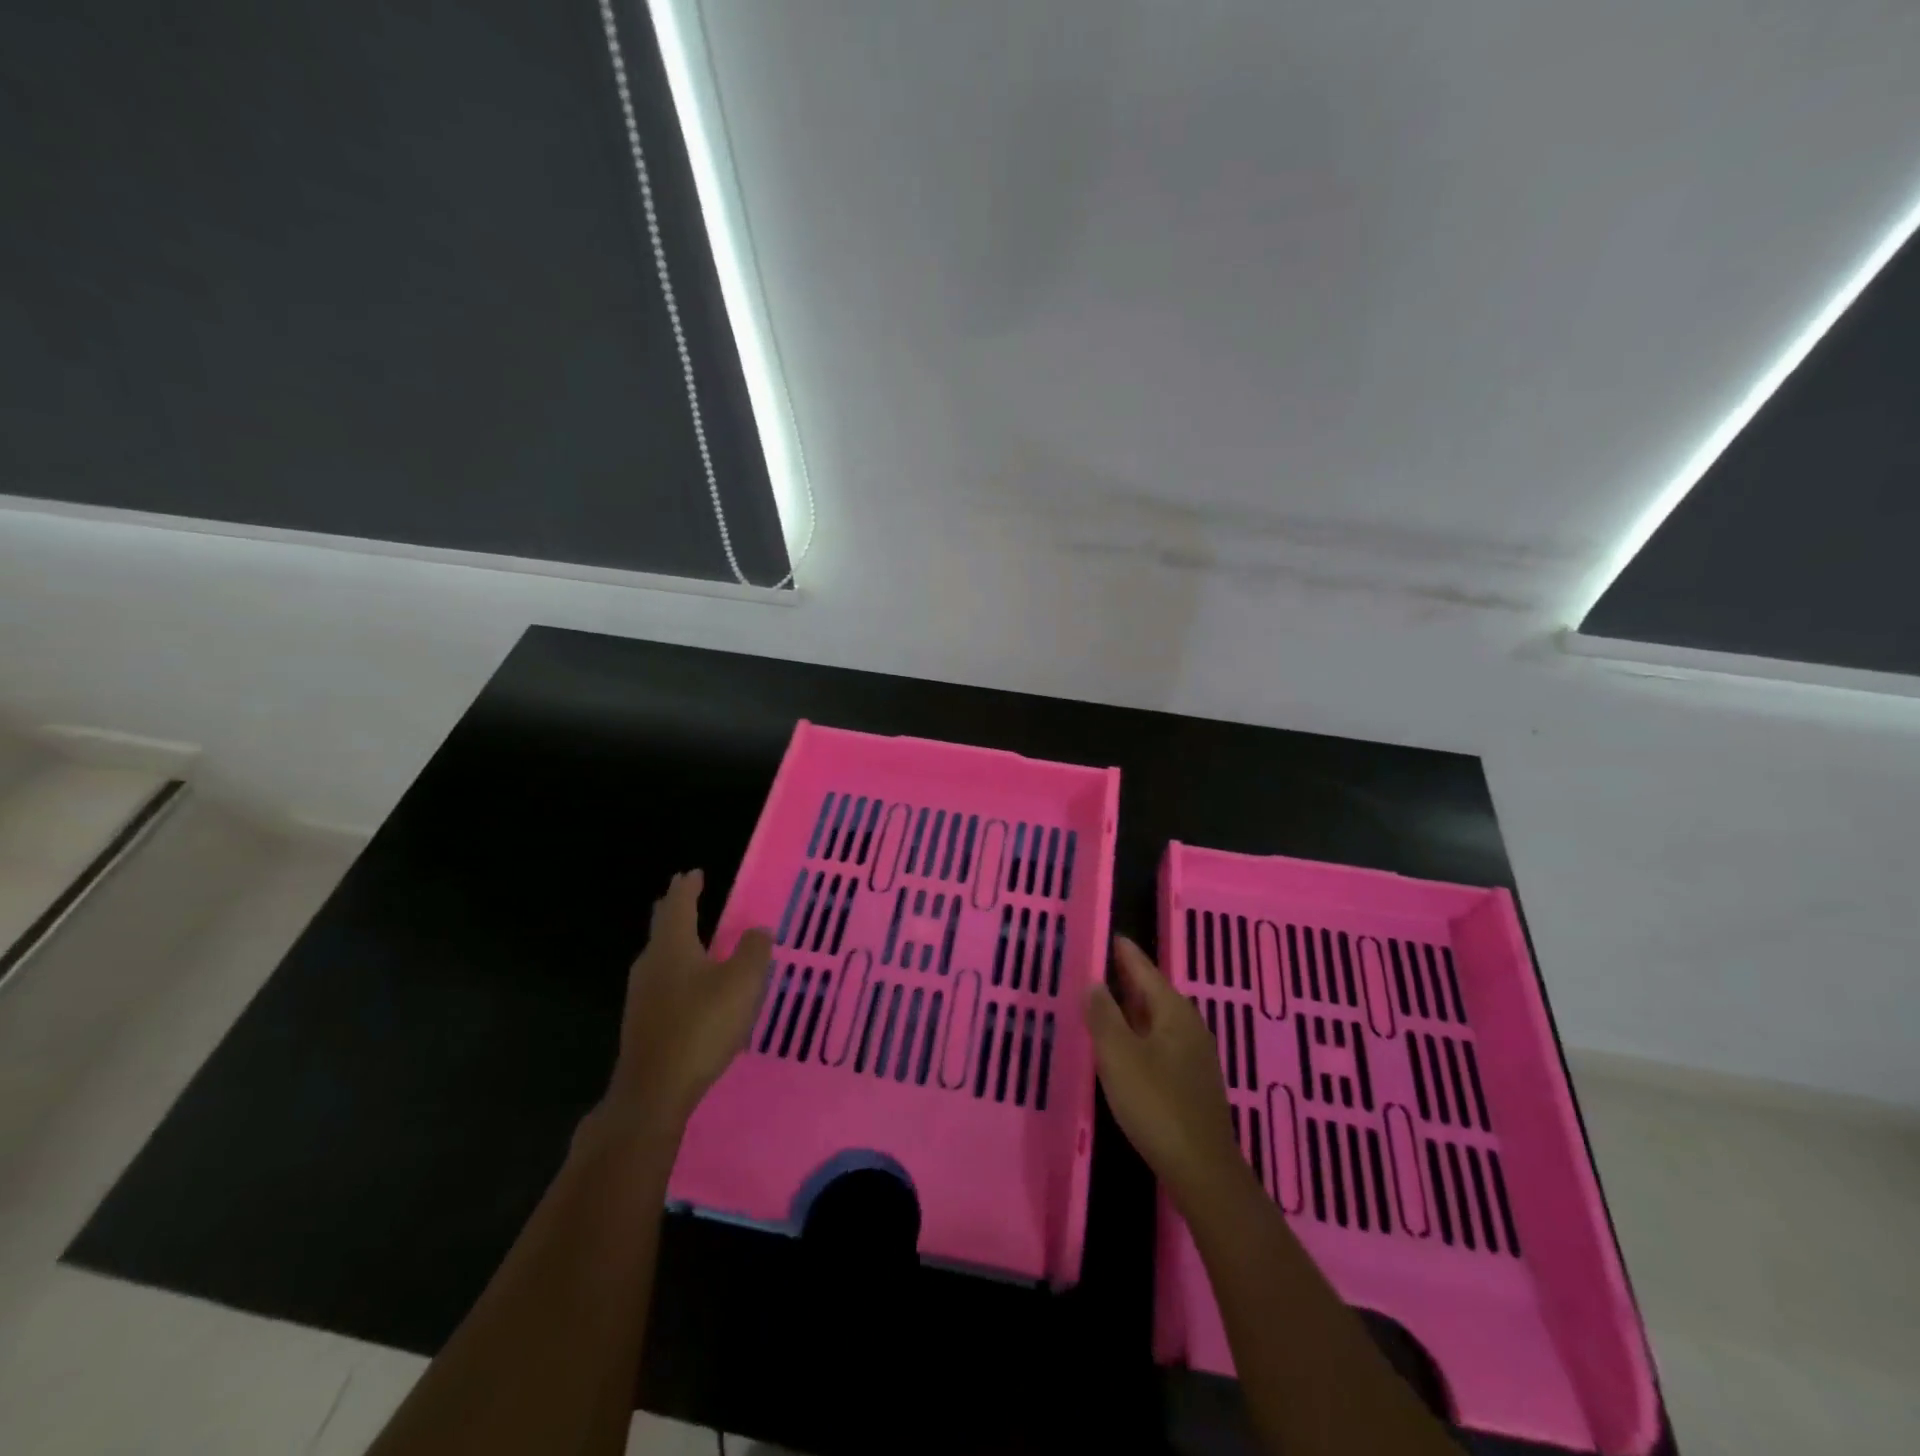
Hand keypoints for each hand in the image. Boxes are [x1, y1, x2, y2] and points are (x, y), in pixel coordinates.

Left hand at [604, 870, 771, 1131]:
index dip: (688, 887)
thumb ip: (754, 951)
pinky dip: (676, 968)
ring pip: (660, 955)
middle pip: (662, 927)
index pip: (678, 905)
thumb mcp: (742, 984)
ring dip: (675, 939)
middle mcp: (651, 963)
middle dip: (673, 908)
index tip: (693, 873)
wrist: (654, 1090)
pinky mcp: (643, 1022)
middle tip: (683, 893)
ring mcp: (642, 995)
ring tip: (692, 935)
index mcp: (672, 946)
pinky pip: (661, 980)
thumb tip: (759, 930)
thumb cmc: (701, 1026)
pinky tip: (689, 984)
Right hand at [1085, 935, 1244, 1203]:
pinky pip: (1161, 1041)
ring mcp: (1195, 1055)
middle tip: (1101, 965)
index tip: (1112, 935)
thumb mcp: (1118, 1055)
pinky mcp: (1192, 1081)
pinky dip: (1140, 1032)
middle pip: (1154, 992)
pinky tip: (1126, 1045)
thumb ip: (1103, 1016)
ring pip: (1158, 1019)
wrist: (1201, 1169)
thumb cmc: (1155, 1103)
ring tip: (1107, 1001)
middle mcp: (1189, 1025)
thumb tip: (1095, 983)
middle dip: (1129, 979)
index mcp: (1174, 1011)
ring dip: (1133, 1008)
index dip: (1125, 953)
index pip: (1145, 970)